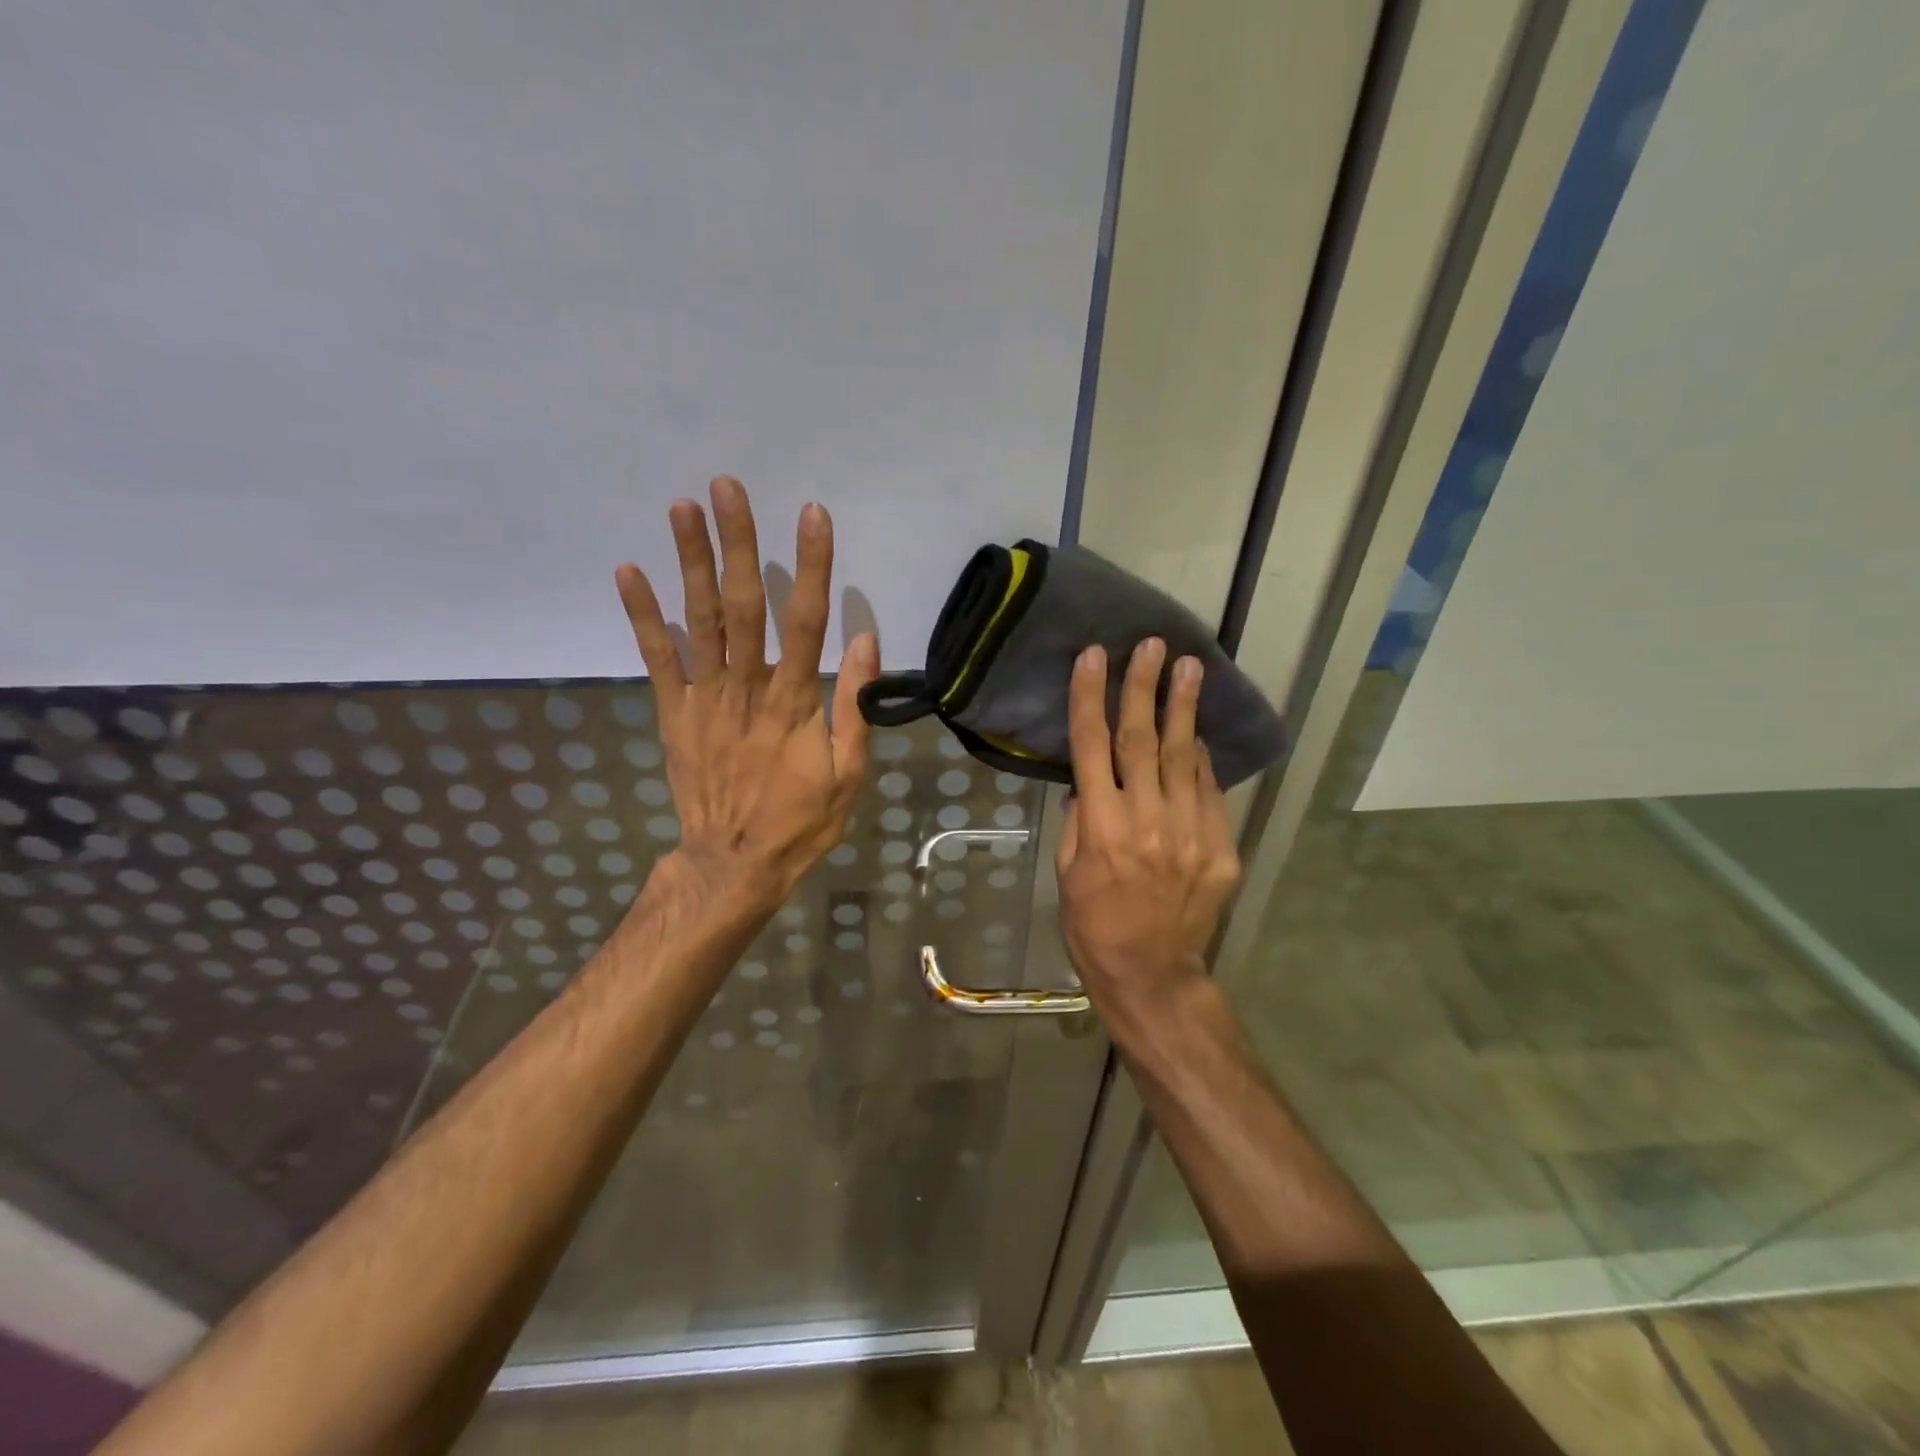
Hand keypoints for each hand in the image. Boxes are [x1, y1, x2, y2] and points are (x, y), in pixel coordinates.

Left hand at [615, 476, 878, 917]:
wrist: (733, 865)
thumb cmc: (800, 821)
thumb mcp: (848, 775)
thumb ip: (854, 707)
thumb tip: (867, 641)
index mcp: (793, 702)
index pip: (805, 621)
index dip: (810, 566)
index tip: (812, 515)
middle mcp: (746, 689)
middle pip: (742, 605)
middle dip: (736, 543)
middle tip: (726, 486)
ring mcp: (704, 698)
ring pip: (698, 620)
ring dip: (690, 562)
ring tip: (683, 507)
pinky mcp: (673, 713)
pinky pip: (656, 659)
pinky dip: (642, 615)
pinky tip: (630, 571)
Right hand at [1056, 639, 1241, 1017]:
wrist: (1150, 971)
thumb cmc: (1093, 923)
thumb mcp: (1066, 871)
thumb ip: (1079, 819)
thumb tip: (1090, 779)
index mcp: (1100, 827)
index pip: (1091, 746)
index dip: (1089, 697)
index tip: (1093, 656)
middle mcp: (1146, 821)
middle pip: (1141, 739)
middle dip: (1144, 687)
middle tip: (1153, 645)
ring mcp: (1189, 833)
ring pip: (1183, 758)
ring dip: (1183, 710)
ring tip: (1190, 668)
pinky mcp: (1220, 848)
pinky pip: (1209, 792)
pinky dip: (1201, 760)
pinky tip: (1196, 735)